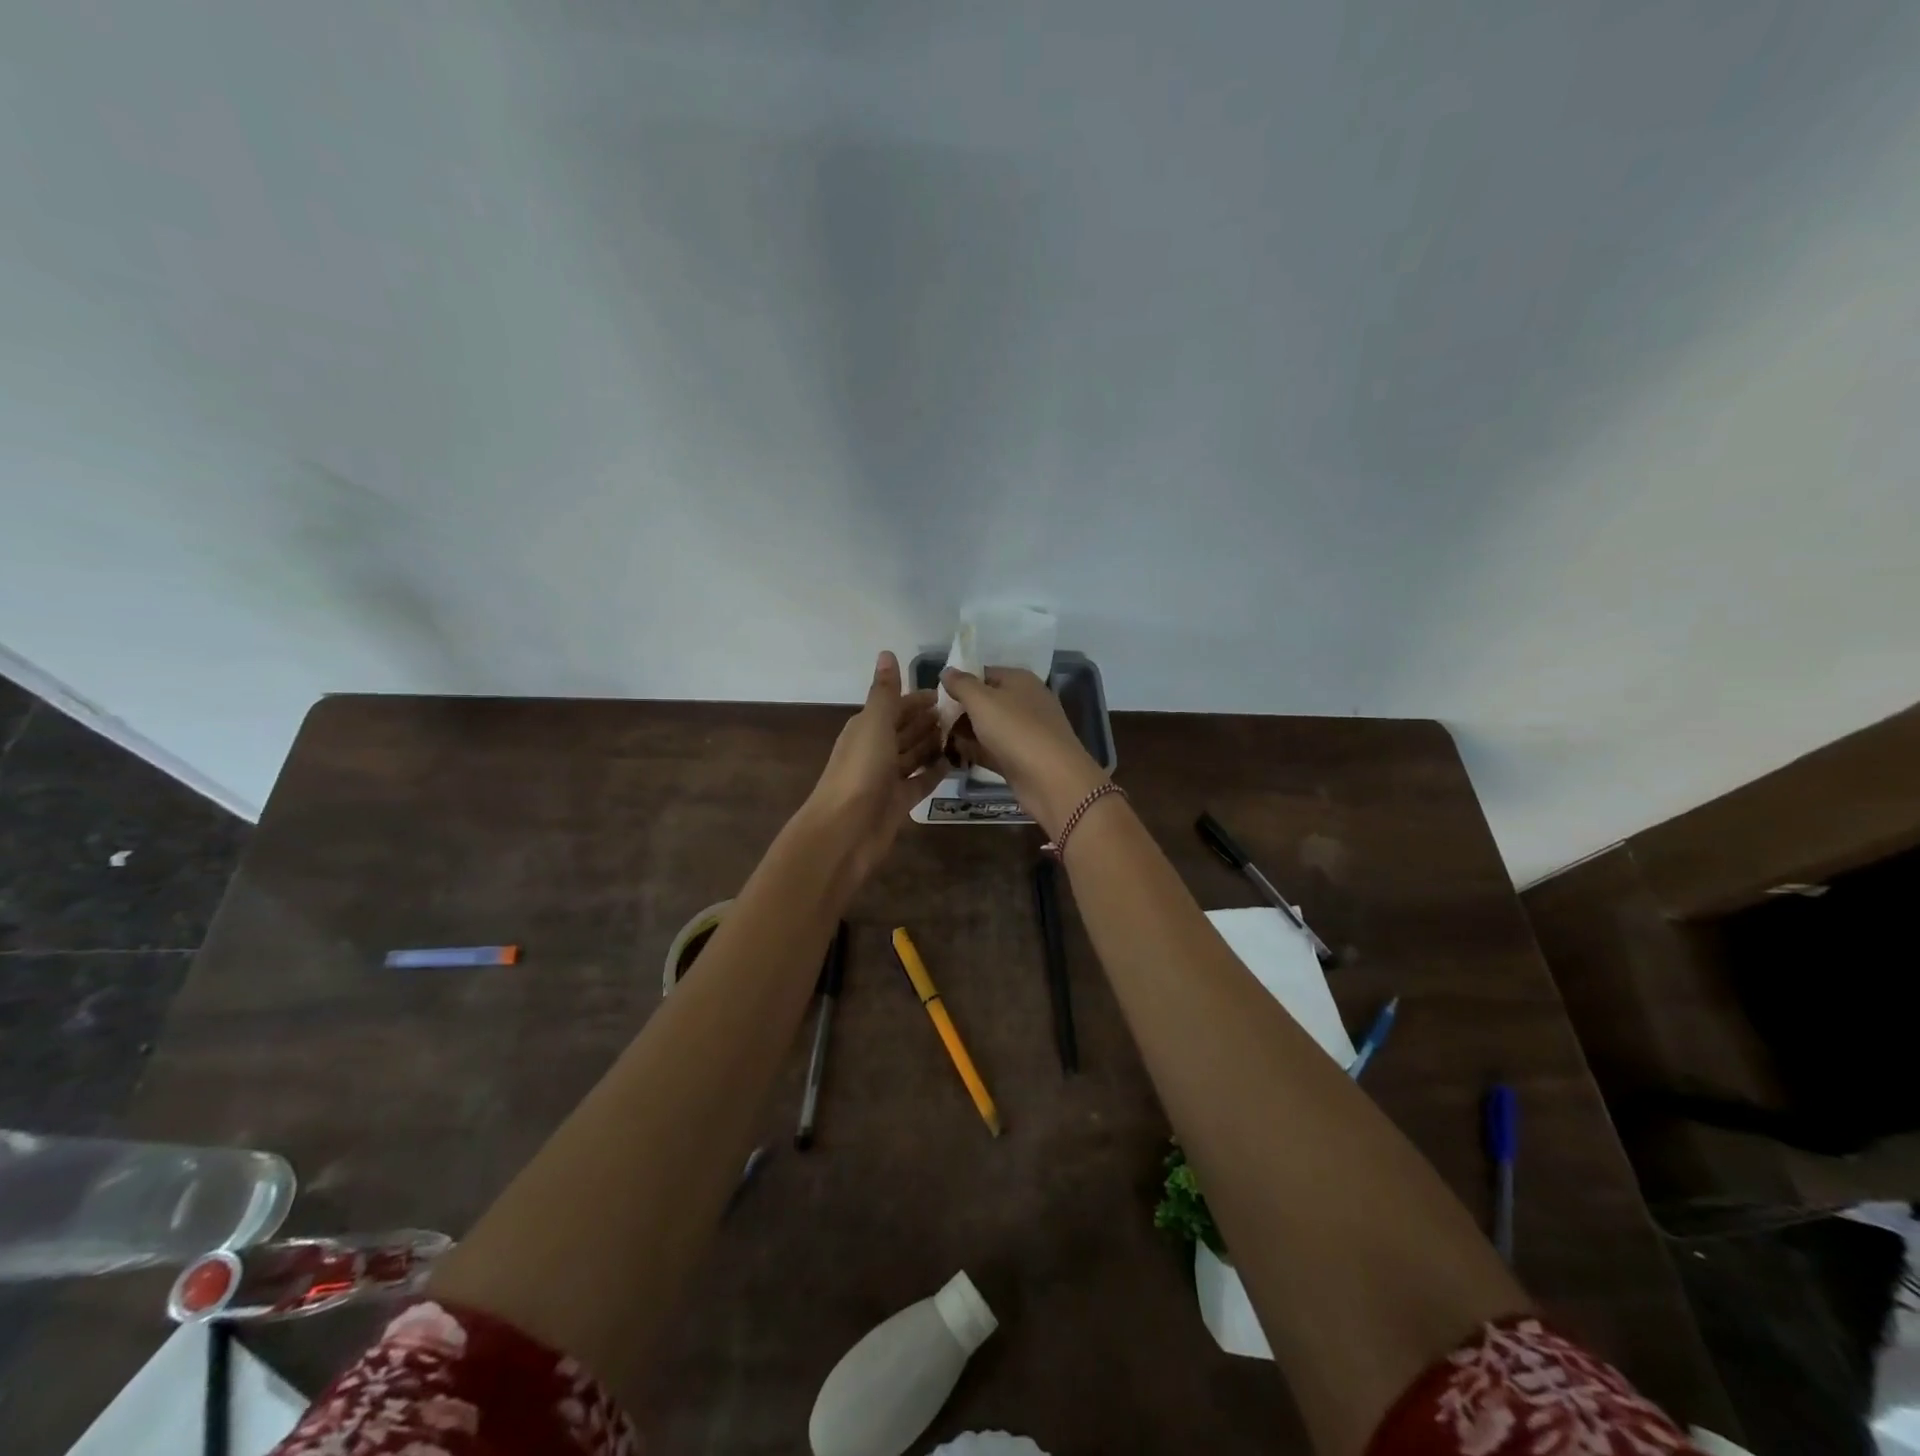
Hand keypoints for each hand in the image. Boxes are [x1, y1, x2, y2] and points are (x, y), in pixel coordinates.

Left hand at [803, 652, 941, 881]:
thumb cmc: (860, 771)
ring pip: (913, 754)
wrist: (845, 830)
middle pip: (905, 729)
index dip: (918, 699)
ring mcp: (887, 777)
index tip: (948, 693)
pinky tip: (954, 763)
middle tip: (964, 713)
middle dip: (929, 720)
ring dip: (933, 743)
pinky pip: (920, 781)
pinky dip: (934, 772)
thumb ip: (885, 692)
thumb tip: (887, 652)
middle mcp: (875, 750)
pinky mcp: (899, 801)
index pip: (895, 706)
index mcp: (866, 728)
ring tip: (964, 733)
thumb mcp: (874, 724)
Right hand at [940, 667, 1107, 835]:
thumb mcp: (982, 700)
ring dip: (964, 732)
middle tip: (931, 720)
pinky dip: (974, 752)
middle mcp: (1025, 703)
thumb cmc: (1015, 730)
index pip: (984, 673)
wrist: (1052, 780)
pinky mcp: (1021, 759)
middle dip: (959, 709)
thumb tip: (946, 671)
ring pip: (987, 727)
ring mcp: (1024, 733)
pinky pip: (992, 750)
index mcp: (1020, 681)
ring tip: (934, 738)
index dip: (960, 682)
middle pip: (985, 701)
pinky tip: (951, 756)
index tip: (935, 695)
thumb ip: (961, 684)